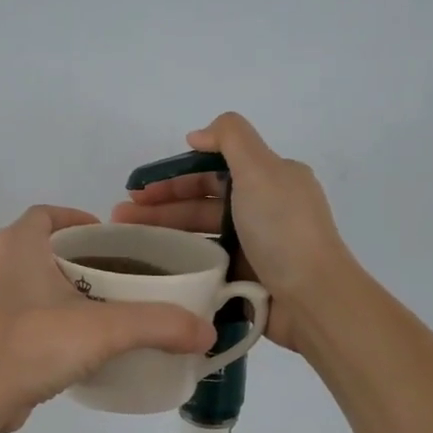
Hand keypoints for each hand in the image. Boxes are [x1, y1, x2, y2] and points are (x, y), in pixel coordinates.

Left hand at [0, 205, 216, 432]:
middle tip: (115, 278)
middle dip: (77, 258)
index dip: (78, 218)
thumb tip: (206, 332)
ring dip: (59, 290)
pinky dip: (44, 319)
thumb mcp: (104, 331)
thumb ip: (159, 325)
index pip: (47, 213)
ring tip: (99, 312)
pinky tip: (70, 345)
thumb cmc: (31, 346)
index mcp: (16, 245)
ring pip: (27, 282)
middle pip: (40, 247)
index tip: (109, 240)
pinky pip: (17, 314)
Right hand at [112, 113, 354, 351]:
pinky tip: (152, 263)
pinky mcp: (245, 276)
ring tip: (124, 241)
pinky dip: (180, 259)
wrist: (312, 298)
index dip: (174, 175)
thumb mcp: (261, 169)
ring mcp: (254, 245)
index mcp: (270, 178)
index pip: (212, 169)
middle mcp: (263, 208)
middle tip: (120, 216)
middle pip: (202, 201)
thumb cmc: (282, 230)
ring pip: (199, 232)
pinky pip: (205, 261)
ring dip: (163, 231)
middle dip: (160, 204)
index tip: (139, 188)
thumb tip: (197, 135)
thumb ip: (230, 137)